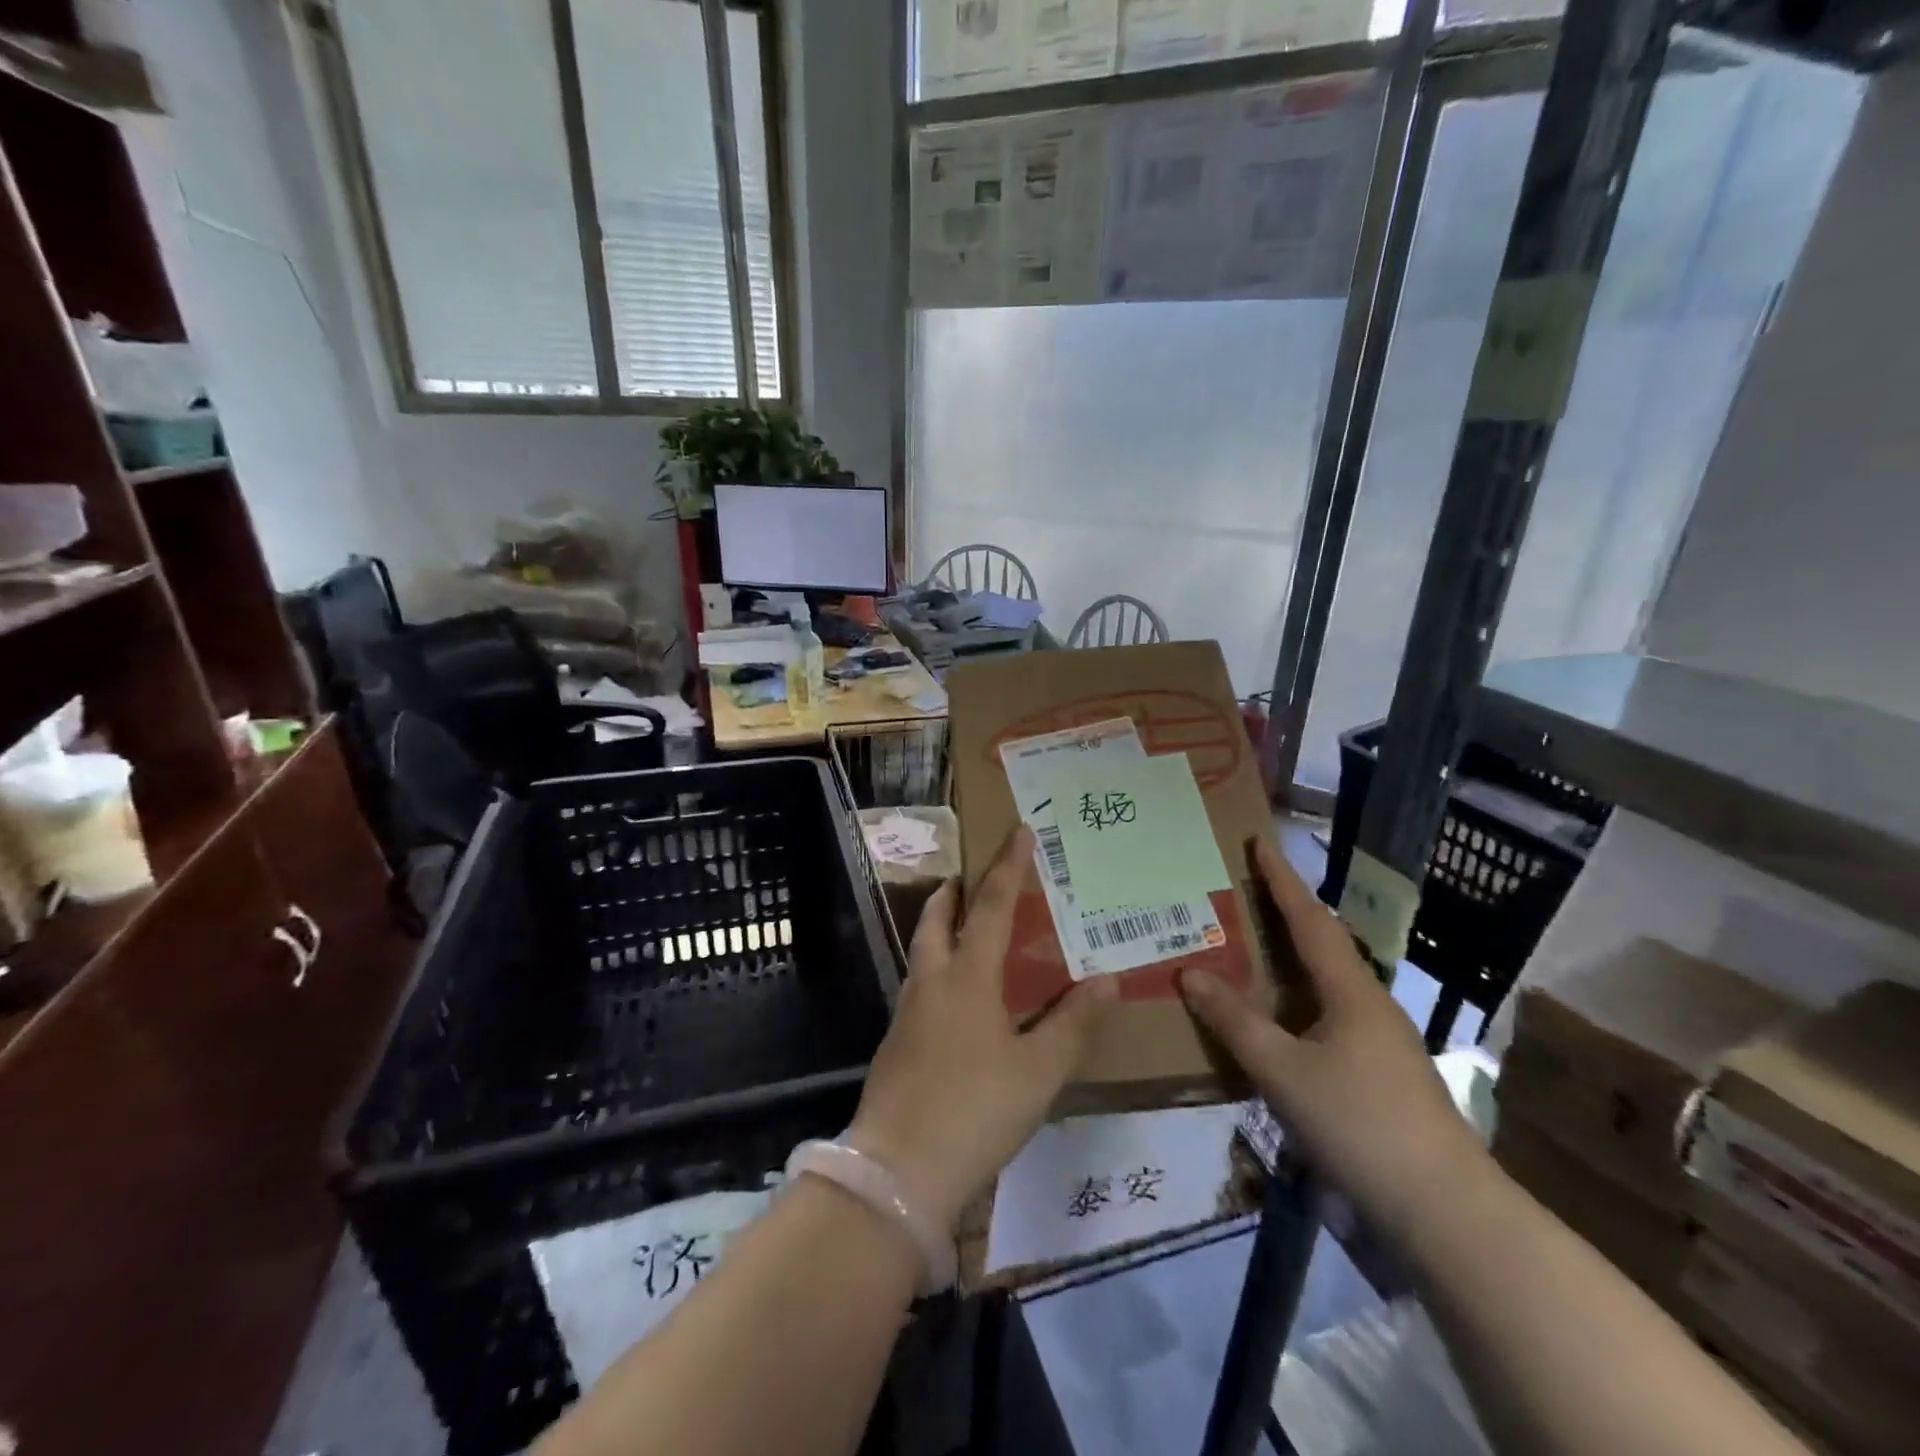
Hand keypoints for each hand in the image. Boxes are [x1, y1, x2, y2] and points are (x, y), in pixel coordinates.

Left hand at [848, 825, 1117, 1232]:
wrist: (897, 1171)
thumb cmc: (974, 1109)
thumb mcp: (1039, 1071)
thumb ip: (1073, 1023)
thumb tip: (1106, 978)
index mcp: (967, 976)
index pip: (991, 906)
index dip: (1007, 868)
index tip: (1018, 833)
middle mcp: (931, 982)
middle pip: (937, 919)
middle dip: (953, 893)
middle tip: (969, 879)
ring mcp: (907, 1012)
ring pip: (923, 952)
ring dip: (940, 930)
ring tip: (965, 932)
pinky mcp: (896, 1044)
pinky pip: (920, 987)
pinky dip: (938, 971)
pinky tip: (956, 1002)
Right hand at [1179, 840, 1485, 1244]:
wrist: (1444, 1209)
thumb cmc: (1360, 1123)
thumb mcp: (1283, 1071)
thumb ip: (1235, 1021)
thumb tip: (1189, 972)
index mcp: (1350, 990)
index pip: (1309, 919)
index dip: (1282, 880)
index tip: (1259, 843)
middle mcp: (1369, 1003)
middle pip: (1321, 944)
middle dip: (1284, 914)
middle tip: (1240, 894)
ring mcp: (1380, 1040)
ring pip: (1325, 983)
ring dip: (1289, 960)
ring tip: (1248, 950)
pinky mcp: (1380, 1073)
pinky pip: (1327, 1016)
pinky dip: (1296, 1001)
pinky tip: (1275, 1021)